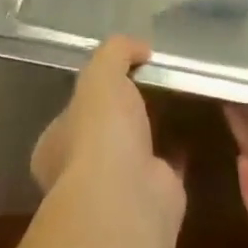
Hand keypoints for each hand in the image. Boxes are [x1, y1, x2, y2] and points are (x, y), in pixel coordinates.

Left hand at [31, 36, 185, 223]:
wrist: (129, 200)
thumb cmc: (99, 134)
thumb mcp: (100, 74)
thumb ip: (115, 52)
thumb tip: (139, 47)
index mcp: (55, 144)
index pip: (70, 112)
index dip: (91, 91)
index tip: (117, 73)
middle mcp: (81, 170)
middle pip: (103, 133)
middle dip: (123, 113)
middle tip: (150, 83)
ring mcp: (119, 188)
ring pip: (135, 150)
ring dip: (151, 130)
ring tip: (174, 99)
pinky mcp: (155, 198)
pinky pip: (166, 165)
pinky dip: (178, 150)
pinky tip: (193, 128)